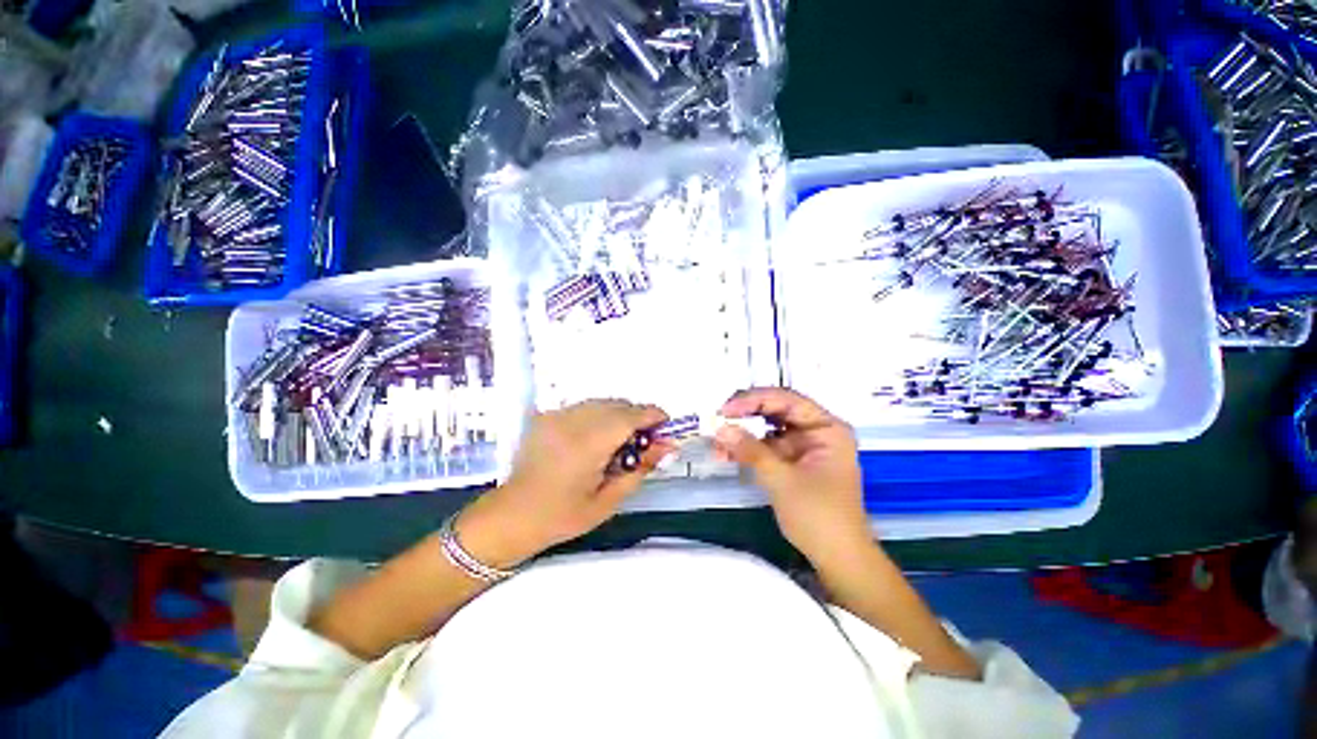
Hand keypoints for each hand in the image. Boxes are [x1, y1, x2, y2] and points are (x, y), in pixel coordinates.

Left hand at [457, 400, 672, 567]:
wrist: (512, 515)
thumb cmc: (563, 516)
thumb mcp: (608, 500)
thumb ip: (640, 468)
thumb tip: (668, 446)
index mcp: (588, 445)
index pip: (630, 416)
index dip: (653, 415)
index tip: (666, 425)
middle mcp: (572, 422)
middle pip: (618, 404)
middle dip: (637, 416)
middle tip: (644, 440)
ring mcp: (557, 415)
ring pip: (602, 402)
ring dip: (619, 414)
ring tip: (620, 440)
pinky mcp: (547, 415)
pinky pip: (584, 406)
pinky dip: (599, 415)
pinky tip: (596, 438)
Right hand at [715, 388, 871, 563]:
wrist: (837, 559)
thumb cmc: (819, 516)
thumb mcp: (782, 480)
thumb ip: (750, 450)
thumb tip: (720, 428)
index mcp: (826, 427)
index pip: (787, 399)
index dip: (754, 400)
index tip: (726, 409)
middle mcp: (816, 430)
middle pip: (776, 410)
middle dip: (745, 415)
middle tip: (718, 418)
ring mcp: (804, 446)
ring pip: (767, 428)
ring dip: (742, 433)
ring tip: (716, 440)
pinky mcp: (792, 461)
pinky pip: (766, 447)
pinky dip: (747, 449)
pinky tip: (725, 454)